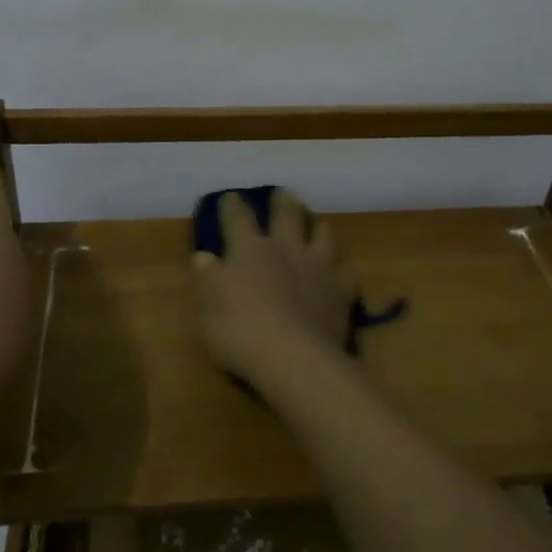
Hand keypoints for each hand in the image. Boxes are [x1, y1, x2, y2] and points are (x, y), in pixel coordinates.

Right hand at [191, 188, 352, 391]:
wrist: (293, 358)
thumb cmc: (240, 331)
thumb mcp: (208, 307)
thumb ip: (208, 278)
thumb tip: (204, 256)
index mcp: (250, 249)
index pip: (238, 218)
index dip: (232, 206)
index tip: (230, 197)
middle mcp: (286, 248)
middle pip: (287, 214)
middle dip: (283, 202)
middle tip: (283, 193)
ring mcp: (319, 266)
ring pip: (323, 233)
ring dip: (316, 225)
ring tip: (315, 223)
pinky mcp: (342, 289)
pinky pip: (346, 269)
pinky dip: (340, 266)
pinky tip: (339, 268)